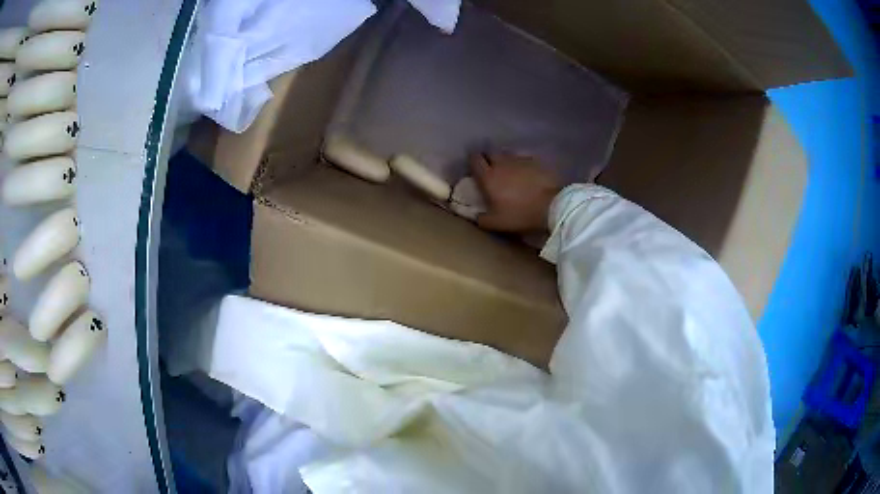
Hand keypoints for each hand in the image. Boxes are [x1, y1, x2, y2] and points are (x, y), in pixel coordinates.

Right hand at [471, 153, 561, 232]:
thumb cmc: (520, 214)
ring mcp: (519, 160)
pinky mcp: (535, 161)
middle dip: (488, 159)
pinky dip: (521, 163)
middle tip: (491, 170)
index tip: (474, 168)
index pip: (474, 159)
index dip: (473, 162)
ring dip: (505, 160)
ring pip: (507, 154)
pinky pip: (523, 158)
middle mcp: (501, 163)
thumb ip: (482, 219)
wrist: (551, 205)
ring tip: (508, 170)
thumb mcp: (497, 223)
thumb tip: (474, 215)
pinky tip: (525, 171)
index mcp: (488, 177)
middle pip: (490, 153)